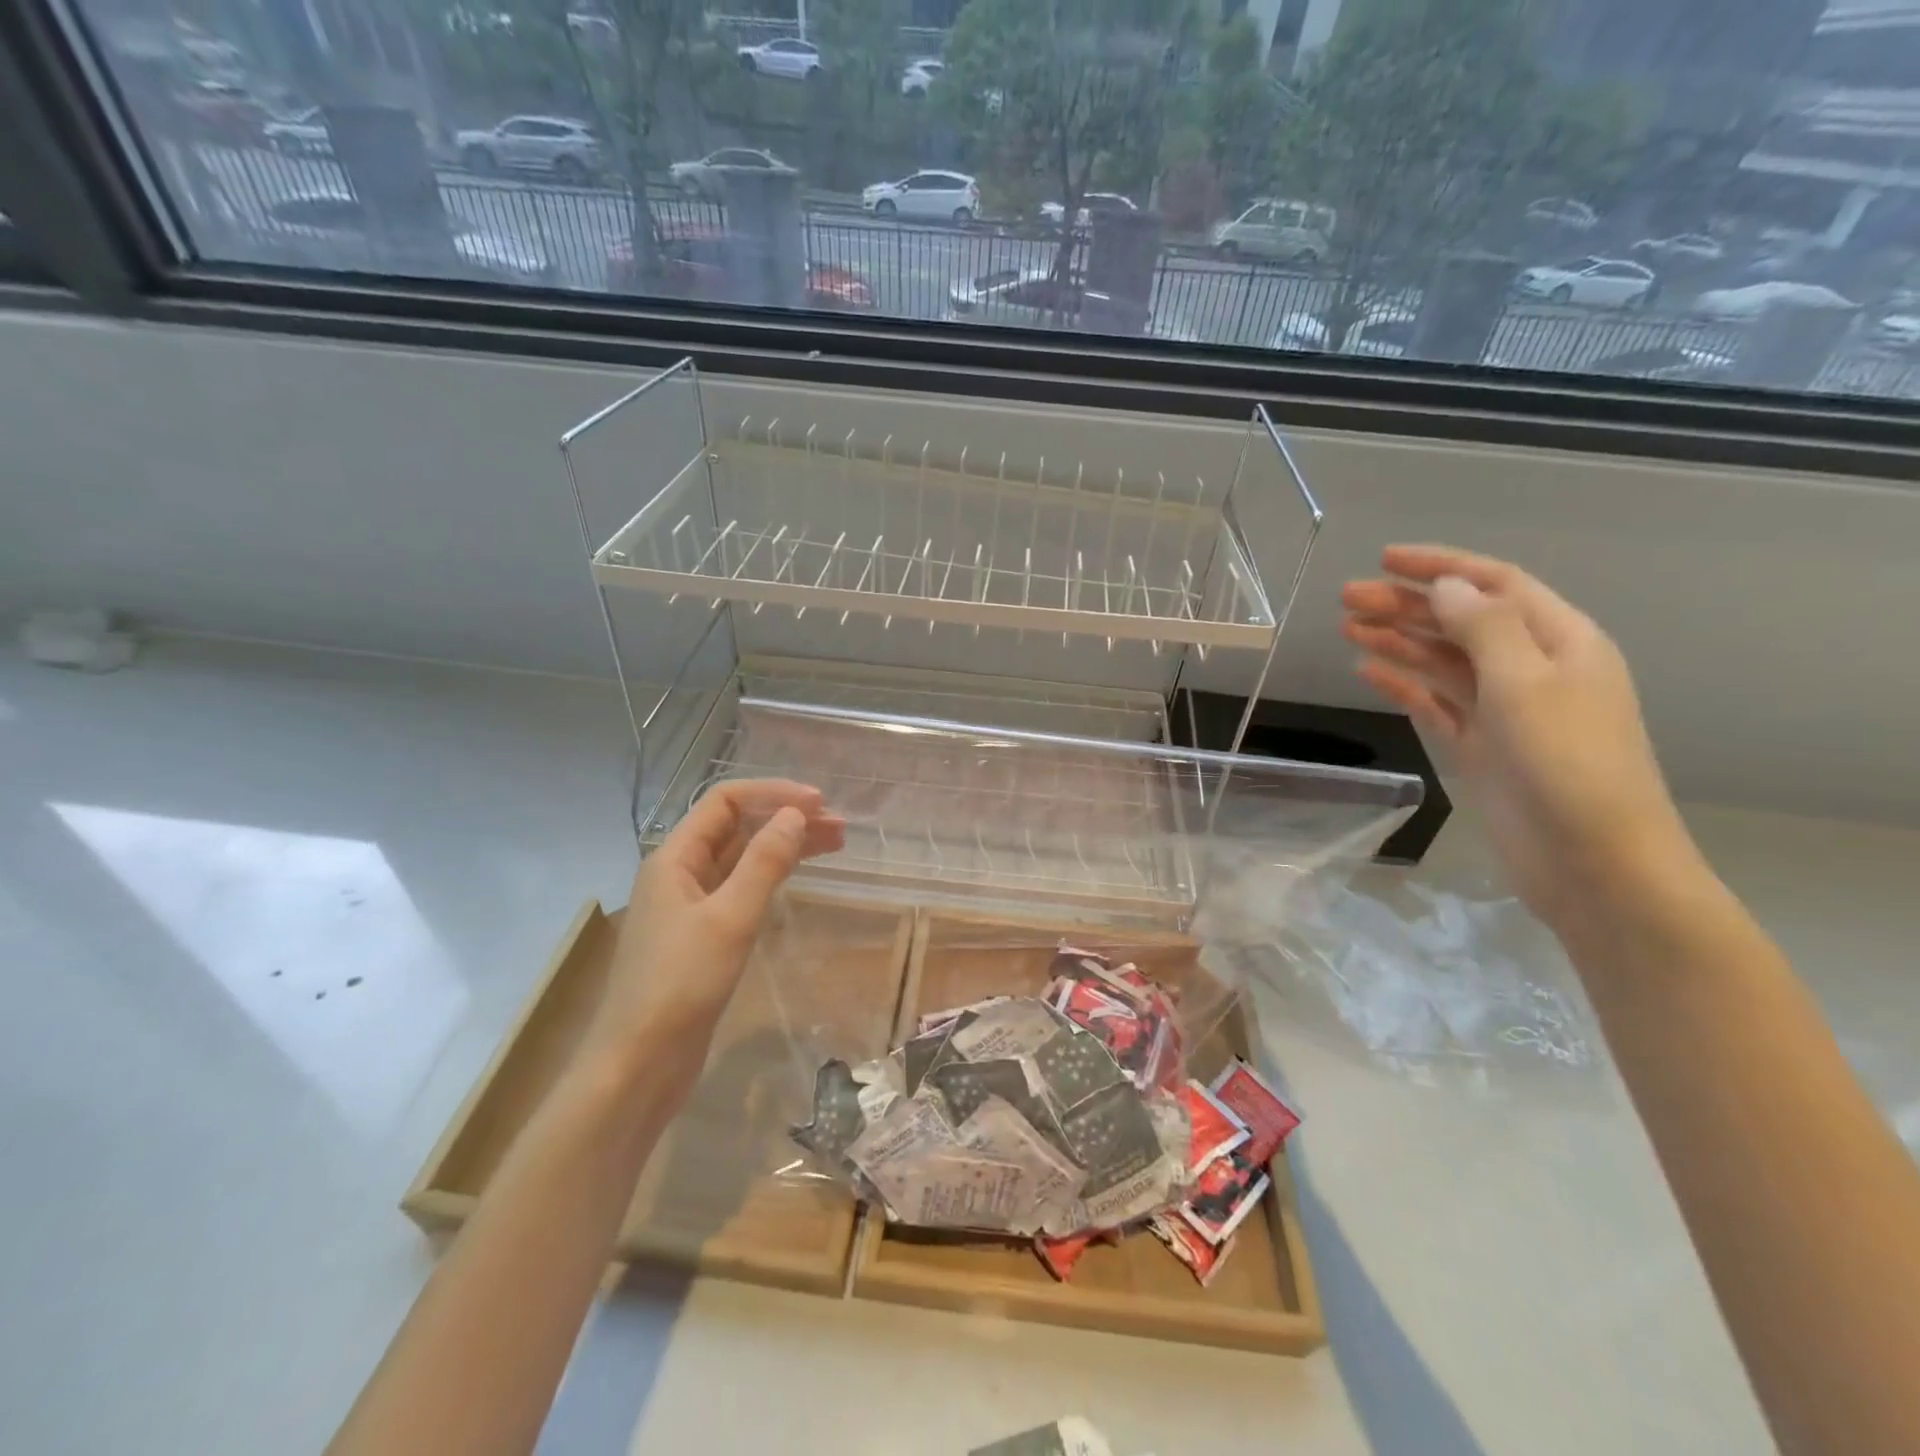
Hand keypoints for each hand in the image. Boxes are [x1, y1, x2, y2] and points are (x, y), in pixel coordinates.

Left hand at [584, 779, 845, 1100]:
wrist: (638, 1065)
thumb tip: (795, 815)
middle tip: (839, 827)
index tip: (820, 804)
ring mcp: (689, 906)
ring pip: (742, 859)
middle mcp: (679, 873)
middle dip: (786, 820)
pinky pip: (740, 889)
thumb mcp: (730, 918)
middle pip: (737, 829)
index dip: (773, 794)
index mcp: (674, 858)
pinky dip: (771, 877)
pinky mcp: (701, 936)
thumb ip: (764, 862)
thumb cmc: (681, 985)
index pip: (726, 802)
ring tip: (834, 846)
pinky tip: (796, 879)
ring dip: (784, 847)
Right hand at [1342, 545, 1693, 927]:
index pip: (1494, 585)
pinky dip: (1402, 685)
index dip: (1441, 567)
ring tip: (1347, 628)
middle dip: (1406, 605)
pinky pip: (1434, 703)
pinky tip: (1368, 672)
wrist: (1592, 862)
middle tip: (1346, 599)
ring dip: (1398, 641)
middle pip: (1460, 621)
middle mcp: (1531, 668)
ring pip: (1442, 661)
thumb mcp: (1527, 684)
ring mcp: (1503, 711)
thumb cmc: (1568, 764)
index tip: (1385, 560)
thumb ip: (1483, 629)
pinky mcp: (1479, 747)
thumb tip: (1447, 587)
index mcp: (1560, 641)